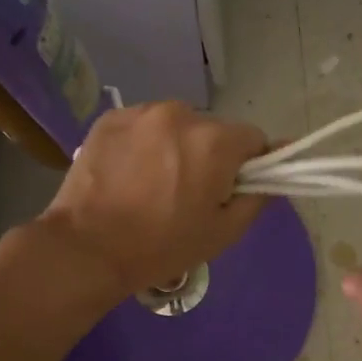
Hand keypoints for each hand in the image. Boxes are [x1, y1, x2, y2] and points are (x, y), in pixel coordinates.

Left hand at [36, 101, 267, 303]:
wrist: (87, 248)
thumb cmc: (163, 245)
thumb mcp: (223, 232)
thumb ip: (258, 198)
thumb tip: (274, 174)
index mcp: (215, 141)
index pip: (254, 139)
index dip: (249, 165)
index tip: (231, 190)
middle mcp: (182, 114)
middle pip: (214, 130)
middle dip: (211, 155)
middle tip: (190, 193)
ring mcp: (142, 112)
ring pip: (178, 125)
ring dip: (177, 146)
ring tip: (154, 183)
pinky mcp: (110, 118)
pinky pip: (144, 125)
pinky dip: (145, 143)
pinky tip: (130, 173)